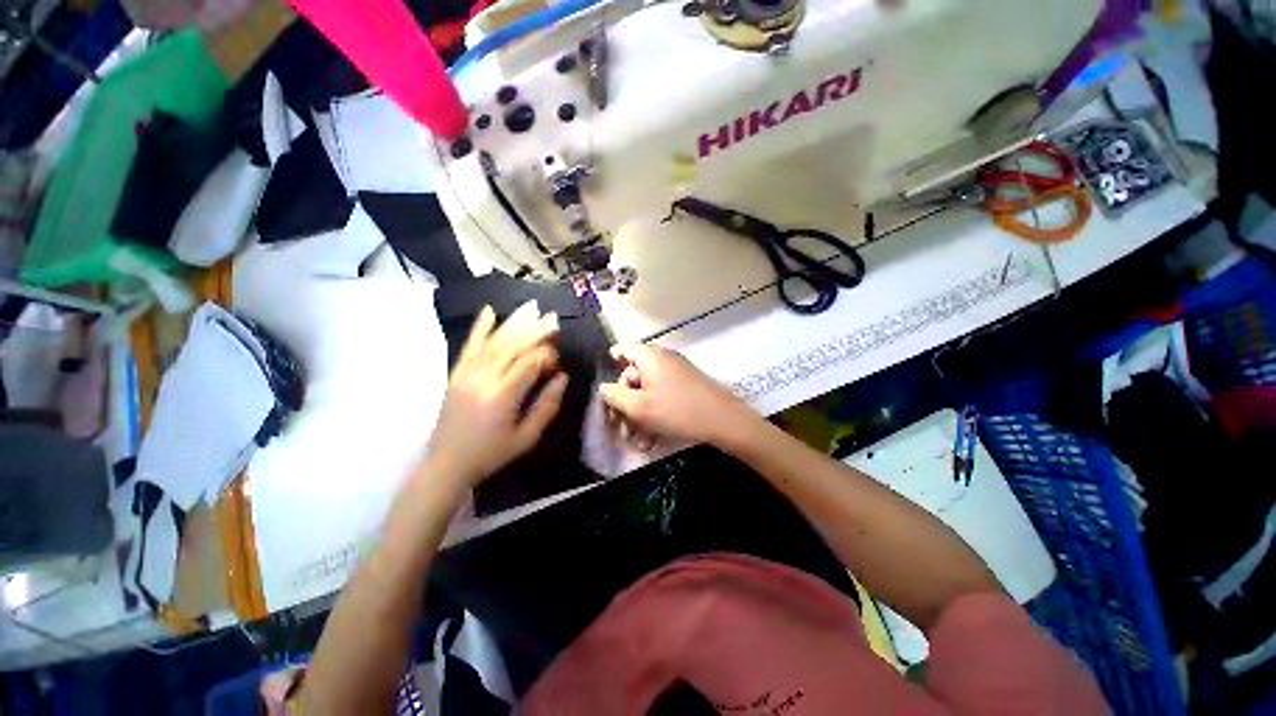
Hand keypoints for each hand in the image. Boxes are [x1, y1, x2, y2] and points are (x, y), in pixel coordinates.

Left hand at [425, 301, 567, 488]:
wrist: (446, 464)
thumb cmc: (491, 453)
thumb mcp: (527, 438)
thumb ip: (547, 406)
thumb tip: (563, 378)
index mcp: (502, 397)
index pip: (528, 363)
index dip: (546, 355)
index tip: (558, 357)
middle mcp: (483, 380)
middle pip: (512, 347)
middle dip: (535, 330)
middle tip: (553, 318)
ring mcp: (466, 374)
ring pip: (494, 342)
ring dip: (514, 323)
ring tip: (532, 307)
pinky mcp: (456, 374)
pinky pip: (469, 346)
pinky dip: (480, 327)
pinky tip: (489, 311)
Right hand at [598, 344, 760, 449]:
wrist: (723, 420)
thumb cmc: (676, 411)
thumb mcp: (639, 407)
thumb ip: (615, 396)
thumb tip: (604, 387)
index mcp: (649, 356)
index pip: (623, 350)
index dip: (611, 365)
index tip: (606, 388)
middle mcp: (662, 358)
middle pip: (634, 375)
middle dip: (626, 403)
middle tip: (623, 429)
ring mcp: (677, 371)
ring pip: (649, 390)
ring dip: (640, 414)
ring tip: (639, 441)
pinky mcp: (687, 385)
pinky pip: (663, 395)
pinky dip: (655, 412)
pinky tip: (653, 438)